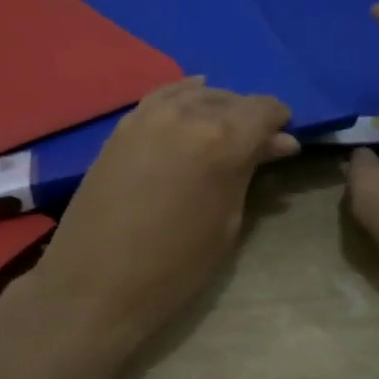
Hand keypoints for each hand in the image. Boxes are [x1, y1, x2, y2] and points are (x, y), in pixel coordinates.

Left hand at [28, 79, 297, 347]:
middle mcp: (188, 114)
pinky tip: (192, 101)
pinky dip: (183, 96)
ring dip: (217, 107)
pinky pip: (162, 96)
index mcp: (223, 139)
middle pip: (231, 99)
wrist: (95, 284)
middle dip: (249, 118)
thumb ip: (249, 172)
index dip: (279, 122)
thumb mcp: (227, 222)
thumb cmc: (174, 267)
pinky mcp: (123, 125)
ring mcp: (150, 115)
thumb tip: (277, 143)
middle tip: (256, 146)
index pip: (263, 109)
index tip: (282, 142)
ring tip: (224, 131)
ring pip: (196, 94)